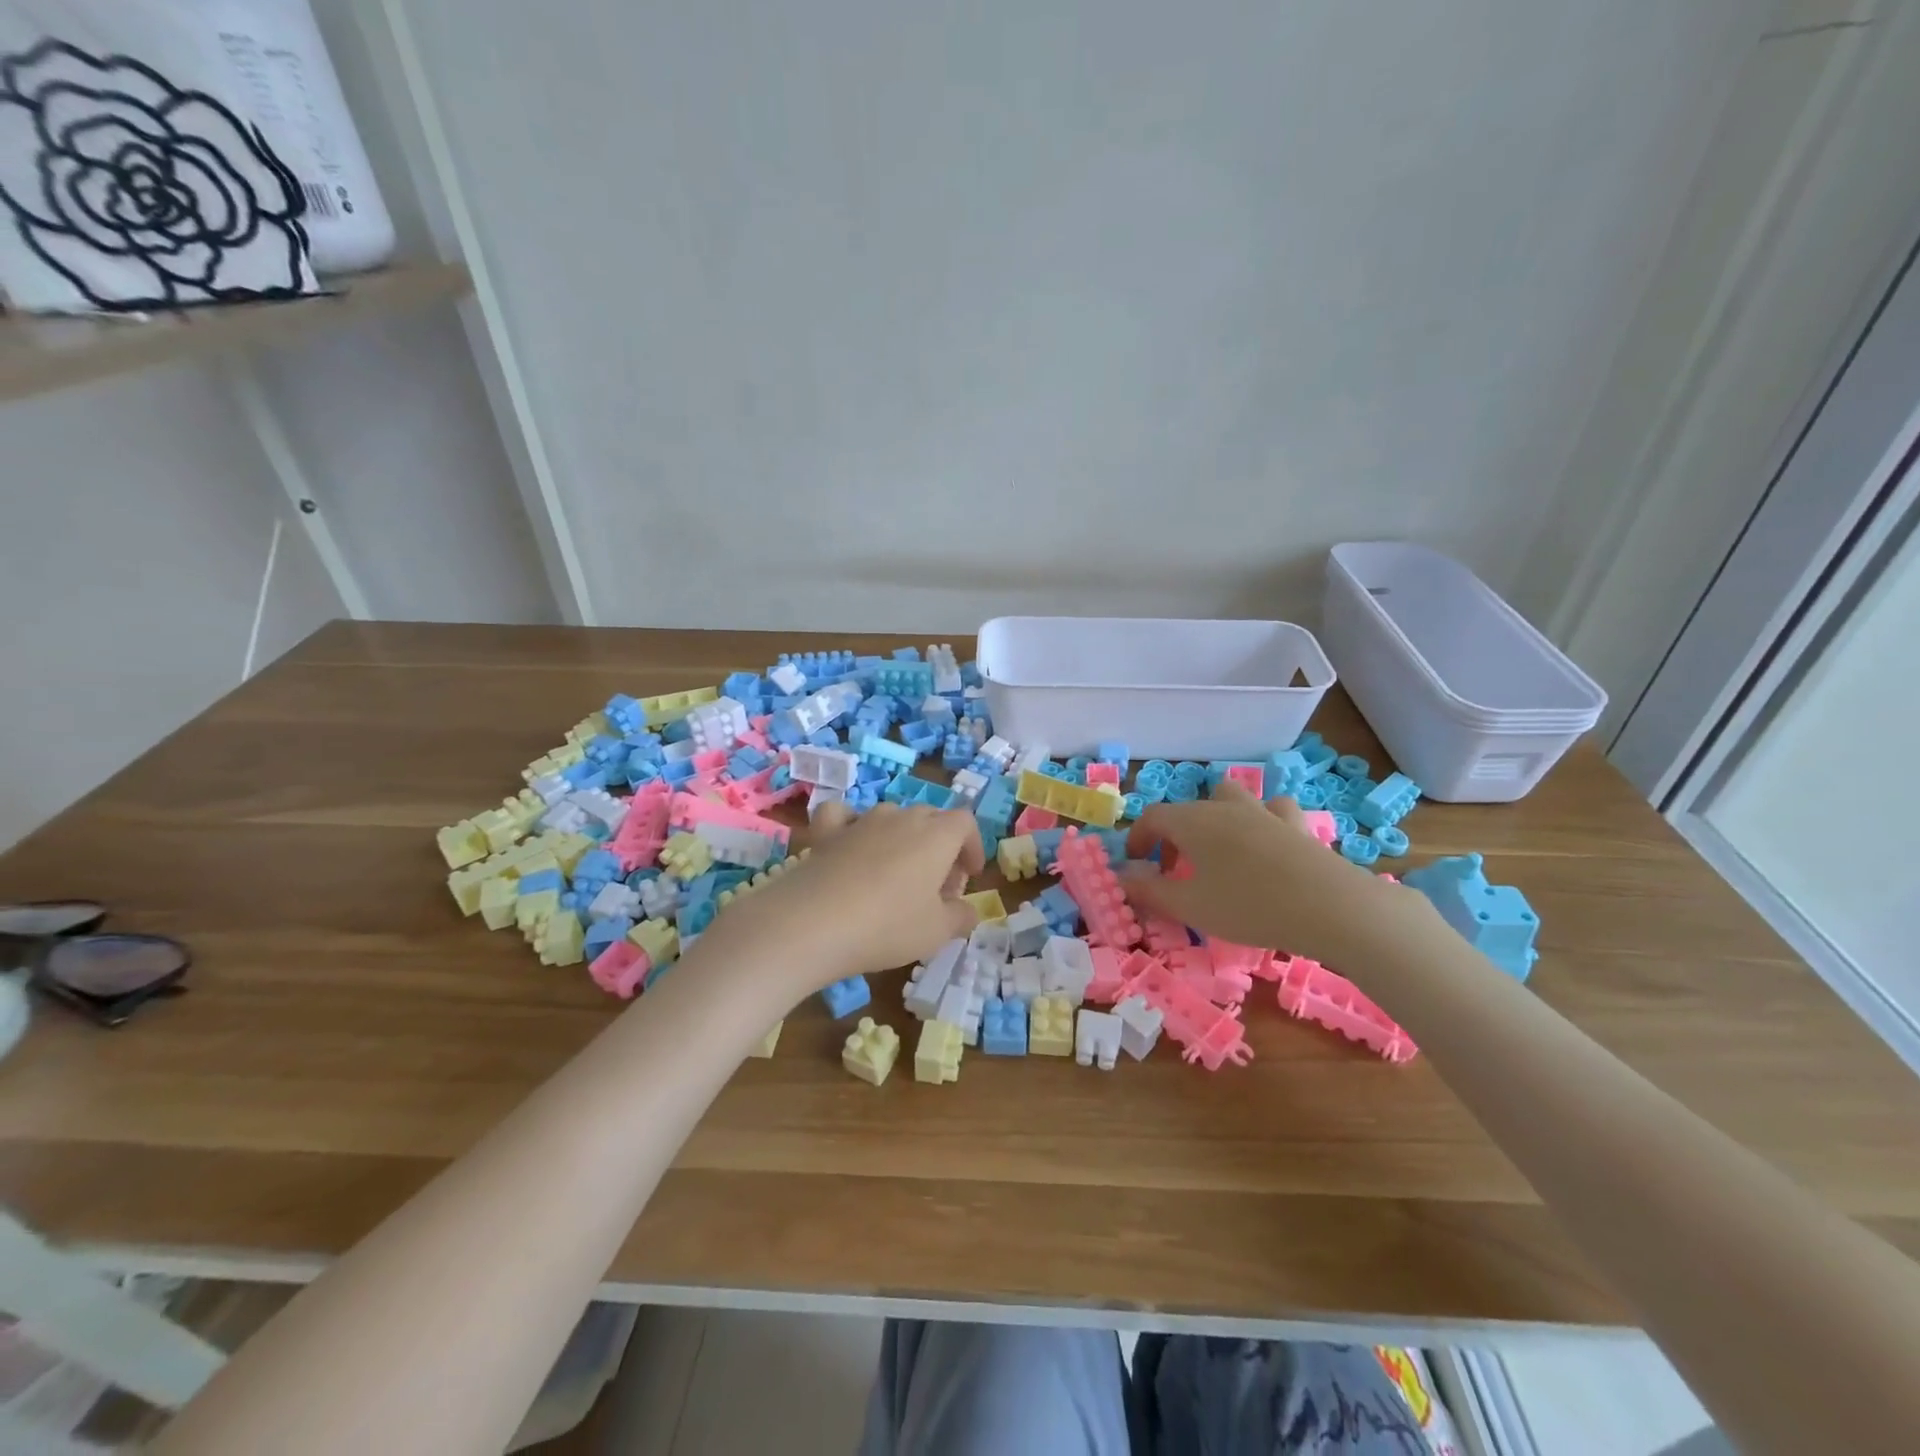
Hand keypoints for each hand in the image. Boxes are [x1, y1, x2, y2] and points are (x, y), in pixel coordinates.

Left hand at [714, 802, 982, 989]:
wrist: (812, 923)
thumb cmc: (887, 926)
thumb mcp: (937, 932)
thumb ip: (961, 917)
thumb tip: (967, 910)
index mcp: (936, 835)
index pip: (965, 823)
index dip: (972, 847)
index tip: (969, 876)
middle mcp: (901, 817)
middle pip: (931, 818)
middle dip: (941, 847)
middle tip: (936, 888)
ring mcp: (861, 820)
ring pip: (892, 817)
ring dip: (902, 840)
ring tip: (897, 877)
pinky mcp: (826, 832)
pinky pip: (843, 816)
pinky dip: (851, 826)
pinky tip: (850, 846)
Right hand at [1121, 782, 1404, 964]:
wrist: (1331, 907)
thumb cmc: (1248, 906)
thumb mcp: (1190, 907)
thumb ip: (1150, 892)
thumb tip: (1123, 879)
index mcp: (1193, 821)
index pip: (1152, 818)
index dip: (1139, 839)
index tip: (1137, 866)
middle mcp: (1225, 807)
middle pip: (1190, 808)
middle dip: (1175, 834)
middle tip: (1176, 869)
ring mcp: (1264, 812)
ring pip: (1233, 798)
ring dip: (1219, 817)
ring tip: (1221, 850)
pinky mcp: (1298, 826)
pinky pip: (1274, 812)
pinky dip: (1264, 822)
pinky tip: (1268, 844)